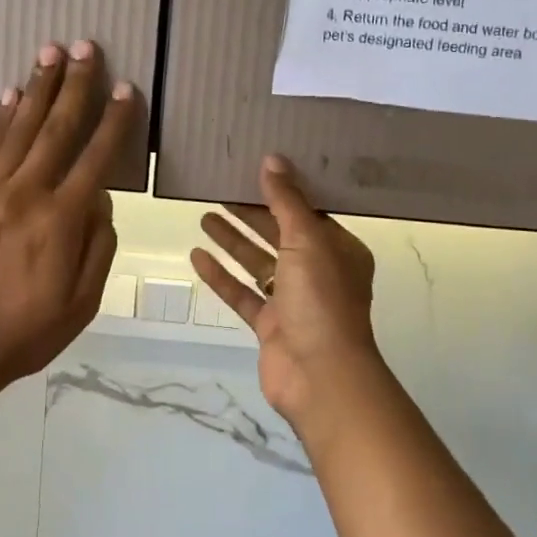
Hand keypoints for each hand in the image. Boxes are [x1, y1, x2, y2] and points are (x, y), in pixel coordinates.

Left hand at [0, 40, 137, 395]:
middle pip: (57, 127)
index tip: (126, 88)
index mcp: (62, 218)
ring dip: (37, 87)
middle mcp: (28, 192)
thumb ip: (98, 244)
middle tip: (85, 46)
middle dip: (74, 84)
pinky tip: (10, 94)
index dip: (114, 120)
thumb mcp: (84, 299)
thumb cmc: (30, 329)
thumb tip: (99, 201)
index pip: (96, 156)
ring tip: (49, 52)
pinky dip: (1, 118)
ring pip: (21, 127)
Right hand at [191, 156, 382, 436]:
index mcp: (339, 250)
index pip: (309, 212)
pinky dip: (222, 276)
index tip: (254, 169)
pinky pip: (242, 293)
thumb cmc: (322, 300)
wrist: (320, 376)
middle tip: (219, 189)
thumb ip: (287, 201)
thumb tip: (273, 159)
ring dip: (233, 241)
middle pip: (279, 234)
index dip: (282, 191)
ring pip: (258, 263)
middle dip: (251, 214)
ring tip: (204, 215)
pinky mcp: (270, 325)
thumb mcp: (307, 241)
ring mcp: (293, 301)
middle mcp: (319, 272)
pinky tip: (197, 256)